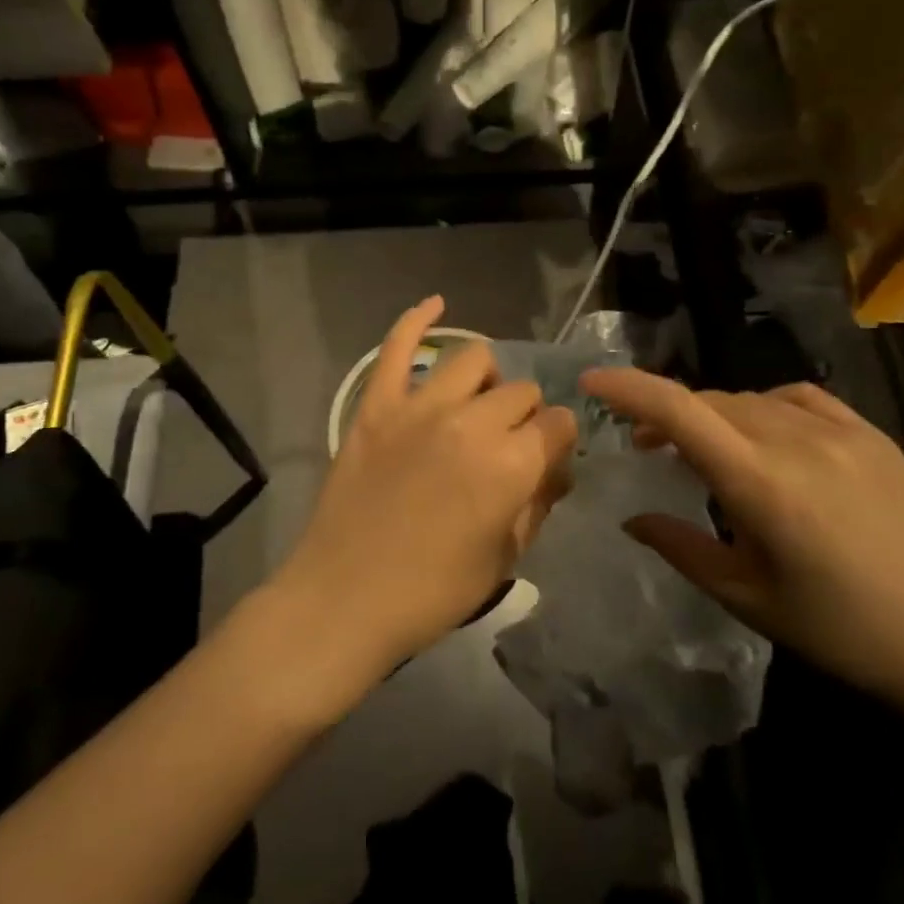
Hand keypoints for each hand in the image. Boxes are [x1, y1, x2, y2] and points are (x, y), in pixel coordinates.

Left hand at [269, 297, 577, 711]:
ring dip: (488, 379)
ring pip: (474, 358)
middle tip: (509, 446)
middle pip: (521, 391)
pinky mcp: (376, 407)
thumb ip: (537, 505)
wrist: (344, 600)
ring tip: (478, 404)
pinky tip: (436, 303)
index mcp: (512, 465)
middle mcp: (473, 423)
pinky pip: (397, 348)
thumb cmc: (433, 592)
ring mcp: (420, 408)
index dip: (559, 442)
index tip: (547, 460)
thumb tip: (553, 469)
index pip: (558, 425)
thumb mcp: (505, 558)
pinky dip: (416, 319)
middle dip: (526, 416)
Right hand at [578, 368, 903, 711]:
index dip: (629, 389)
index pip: (681, 412)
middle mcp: (799, 441)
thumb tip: (633, 518)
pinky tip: (764, 432)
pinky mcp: (872, 436)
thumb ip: (682, 548)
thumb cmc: (837, 630)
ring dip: (714, 416)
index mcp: (762, 483)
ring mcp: (842, 432)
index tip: (591, 381)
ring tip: (703, 449)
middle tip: (645, 446)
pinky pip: (801, 399)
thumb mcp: (747, 595)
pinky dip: (764, 407)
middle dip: (667, 415)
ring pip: (752, 401)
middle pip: (712, 403)